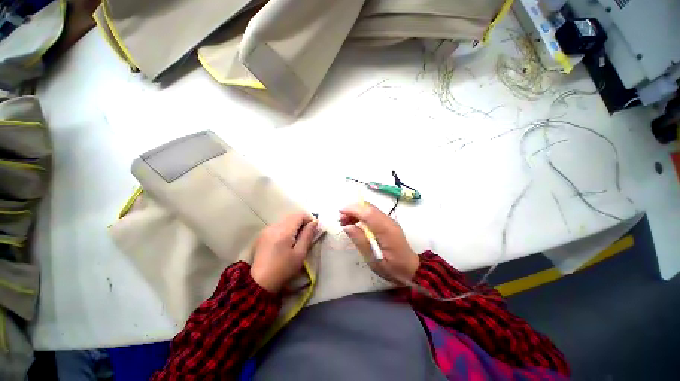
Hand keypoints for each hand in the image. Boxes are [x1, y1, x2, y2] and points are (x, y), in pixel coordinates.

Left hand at [251, 213, 317, 292]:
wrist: (260, 283)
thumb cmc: (283, 269)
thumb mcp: (300, 253)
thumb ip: (308, 235)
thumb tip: (314, 222)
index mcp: (283, 231)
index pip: (299, 215)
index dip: (309, 219)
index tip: (313, 230)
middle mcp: (273, 226)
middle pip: (292, 217)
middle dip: (301, 224)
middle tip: (306, 237)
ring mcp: (266, 230)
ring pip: (285, 222)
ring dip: (293, 227)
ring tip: (295, 242)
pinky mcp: (262, 236)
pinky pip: (278, 227)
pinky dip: (285, 231)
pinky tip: (285, 244)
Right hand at [339, 203, 418, 283]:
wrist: (411, 269)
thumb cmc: (392, 268)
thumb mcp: (373, 259)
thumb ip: (360, 241)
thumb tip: (347, 226)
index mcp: (386, 230)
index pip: (368, 213)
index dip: (353, 209)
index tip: (340, 212)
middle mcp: (388, 221)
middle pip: (369, 208)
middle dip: (352, 209)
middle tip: (340, 219)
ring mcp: (389, 221)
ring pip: (370, 209)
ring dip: (356, 212)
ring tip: (345, 222)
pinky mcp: (388, 223)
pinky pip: (373, 214)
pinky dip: (362, 215)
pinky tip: (355, 223)